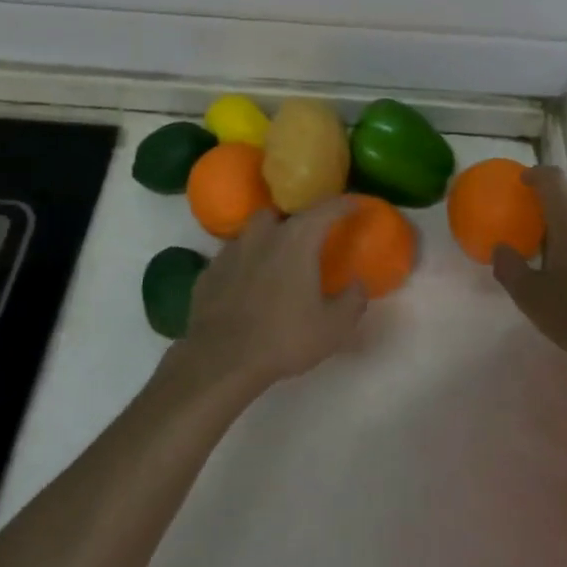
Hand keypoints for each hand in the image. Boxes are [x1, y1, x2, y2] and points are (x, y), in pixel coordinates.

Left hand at [173, 199, 368, 393]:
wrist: (220, 362)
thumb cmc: (283, 338)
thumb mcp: (333, 327)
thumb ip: (352, 300)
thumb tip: (358, 284)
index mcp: (296, 240)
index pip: (326, 209)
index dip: (344, 204)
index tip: (355, 205)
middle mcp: (262, 236)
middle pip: (278, 213)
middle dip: (292, 220)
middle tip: (305, 240)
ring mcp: (229, 253)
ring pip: (250, 235)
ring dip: (264, 242)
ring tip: (274, 264)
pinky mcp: (208, 274)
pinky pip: (230, 261)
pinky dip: (242, 267)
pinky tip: (246, 288)